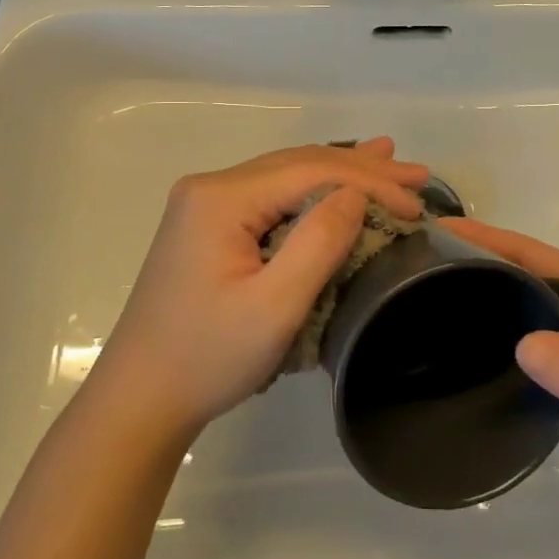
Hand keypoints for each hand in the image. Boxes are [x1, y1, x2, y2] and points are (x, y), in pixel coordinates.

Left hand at [92, 139, 429, 439]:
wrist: (139, 398)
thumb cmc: (207, 358)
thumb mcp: (274, 308)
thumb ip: (318, 243)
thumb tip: (355, 195)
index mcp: (221, 198)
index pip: (310, 172)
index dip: (369, 184)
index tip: (418, 207)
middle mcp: (211, 188)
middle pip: (299, 166)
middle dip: (362, 169)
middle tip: (418, 176)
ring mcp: (205, 205)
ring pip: (286, 177)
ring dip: (340, 173)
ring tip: (388, 161)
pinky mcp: (208, 226)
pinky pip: (271, 197)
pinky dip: (312, 192)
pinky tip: (336, 187)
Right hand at [444, 219, 558, 520]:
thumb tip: (524, 346)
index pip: (531, 252)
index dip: (485, 237)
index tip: (433, 227)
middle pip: (519, 276)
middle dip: (472, 265)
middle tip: (414, 266)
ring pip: (519, 311)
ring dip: (481, 303)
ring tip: (424, 302)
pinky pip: (524, 349)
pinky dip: (494, 343)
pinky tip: (461, 353)